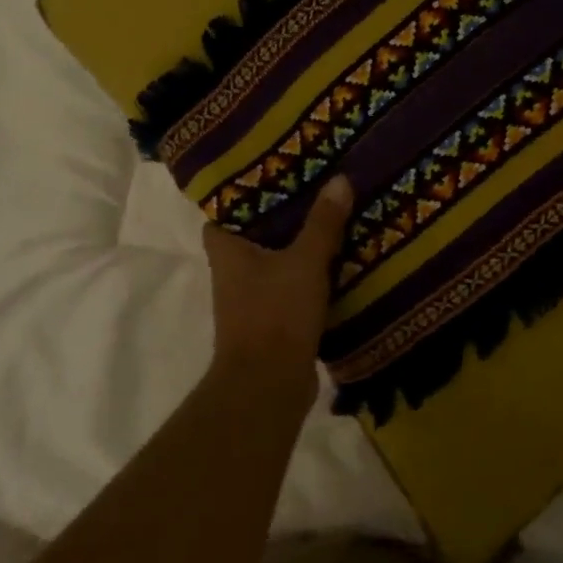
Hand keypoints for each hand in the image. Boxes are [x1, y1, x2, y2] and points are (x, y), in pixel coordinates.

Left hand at [201, 176, 354, 390]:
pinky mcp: (272, 323)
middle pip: (253, 235)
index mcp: (227, 252)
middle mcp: (232, 274)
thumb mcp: (305, 261)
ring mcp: (251, 301)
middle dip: (281, 217)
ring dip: (298, 247)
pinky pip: (291, 288)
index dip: (243, 195)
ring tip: (332, 219)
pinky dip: (309, 276)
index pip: (222, 214)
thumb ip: (323, 222)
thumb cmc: (276, 314)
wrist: (269, 387)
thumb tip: (340, 179)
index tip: (273, 175)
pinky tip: (338, 262)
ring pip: (275, 262)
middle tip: (314, 190)